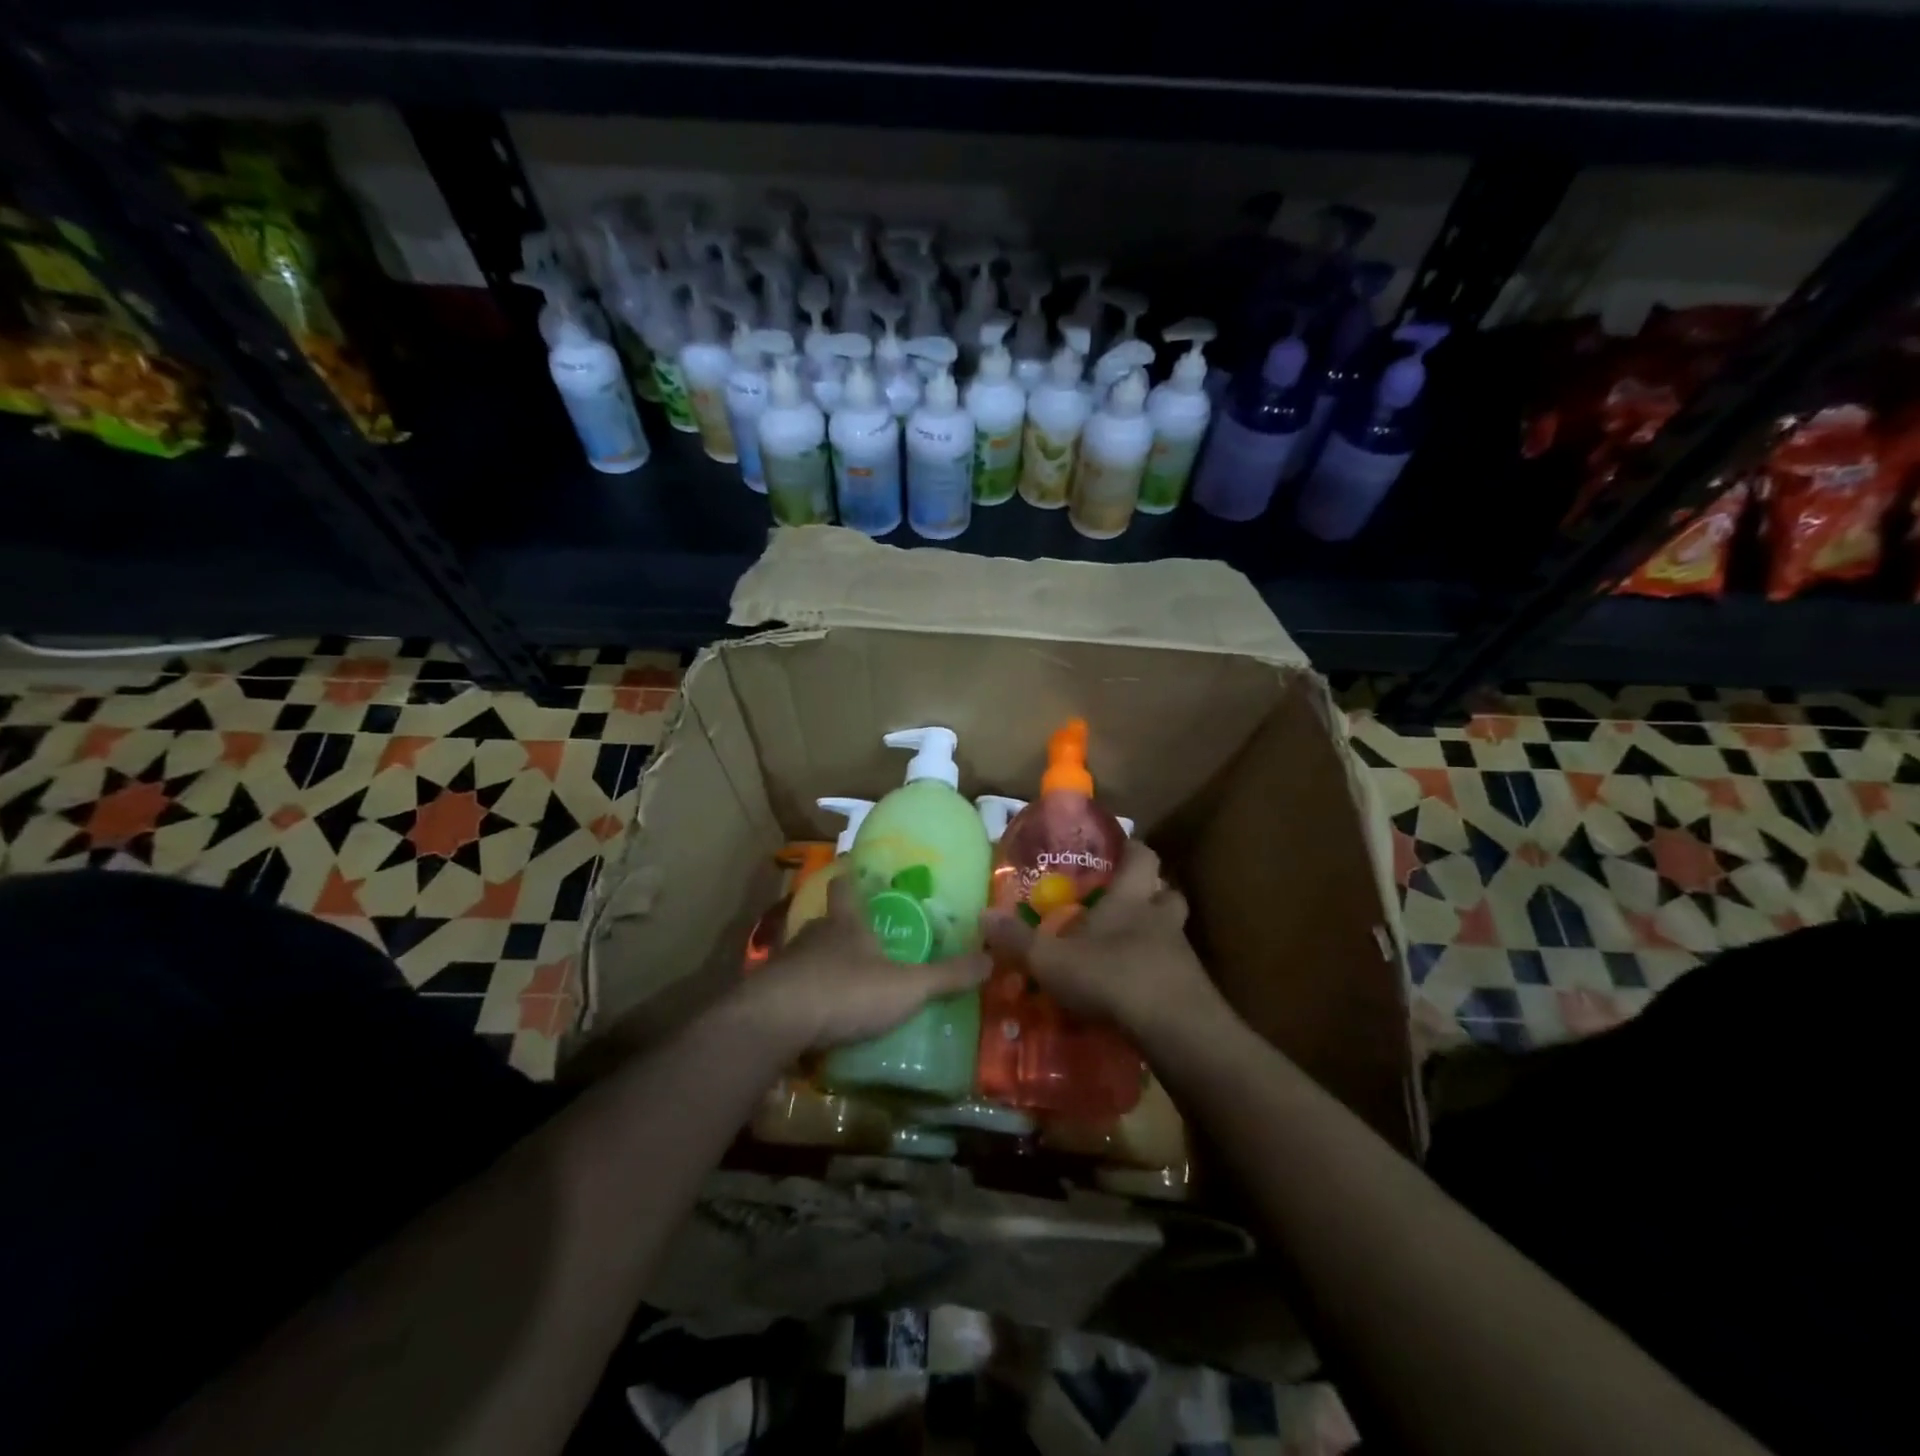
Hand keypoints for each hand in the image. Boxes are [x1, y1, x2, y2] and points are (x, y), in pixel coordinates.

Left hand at [741, 874, 989, 1052]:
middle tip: (863, 940)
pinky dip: (804, 996)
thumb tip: (993, 958)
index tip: (852, 869)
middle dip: (842, 928)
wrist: (774, 1023)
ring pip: (807, 955)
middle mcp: (813, 935)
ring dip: (822, 964)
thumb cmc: (846, 992)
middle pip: (827, 922)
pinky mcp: (768, 994)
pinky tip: (815, 1015)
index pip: (845, 888)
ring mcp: (786, 964)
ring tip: (843, 981)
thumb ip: (947, 976)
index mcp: (846, 924)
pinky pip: (791, 988)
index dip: (850, 878)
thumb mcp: (906, 987)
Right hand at [981, 843, 1216, 1035]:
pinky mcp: (1192, 990)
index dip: (1132, 850)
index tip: (1118, 851)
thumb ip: (1017, 940)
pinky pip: (1175, 972)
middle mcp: (1160, 919)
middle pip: (1167, 894)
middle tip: (1125, 905)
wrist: (1174, 1029)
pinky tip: (1137, 992)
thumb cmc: (1111, 976)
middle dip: (1151, 895)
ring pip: (1173, 933)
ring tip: (1128, 951)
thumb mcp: (1051, 960)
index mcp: (1130, 899)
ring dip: (1156, 937)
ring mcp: (1181, 954)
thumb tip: (982, 915)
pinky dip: (1158, 975)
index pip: (1142, 857)